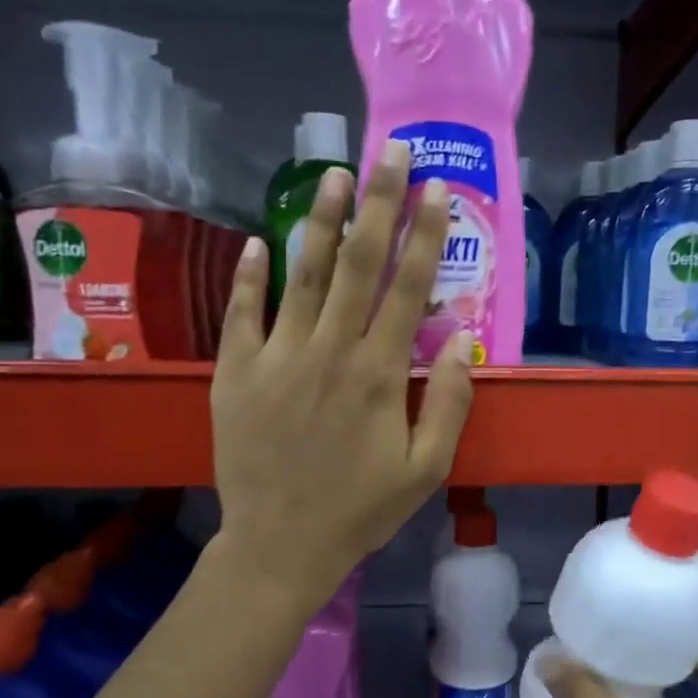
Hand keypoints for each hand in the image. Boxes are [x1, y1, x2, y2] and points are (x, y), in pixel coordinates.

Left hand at [211, 140, 474, 611]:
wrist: (280, 544)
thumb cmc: (360, 511)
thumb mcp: (425, 470)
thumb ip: (448, 405)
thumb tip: (462, 345)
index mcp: (378, 374)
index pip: (408, 289)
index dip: (425, 235)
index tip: (436, 189)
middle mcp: (329, 352)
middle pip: (359, 265)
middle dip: (379, 204)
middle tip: (391, 152)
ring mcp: (276, 358)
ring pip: (304, 275)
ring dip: (322, 222)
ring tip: (335, 174)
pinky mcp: (236, 372)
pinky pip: (243, 312)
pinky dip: (250, 275)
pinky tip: (260, 240)